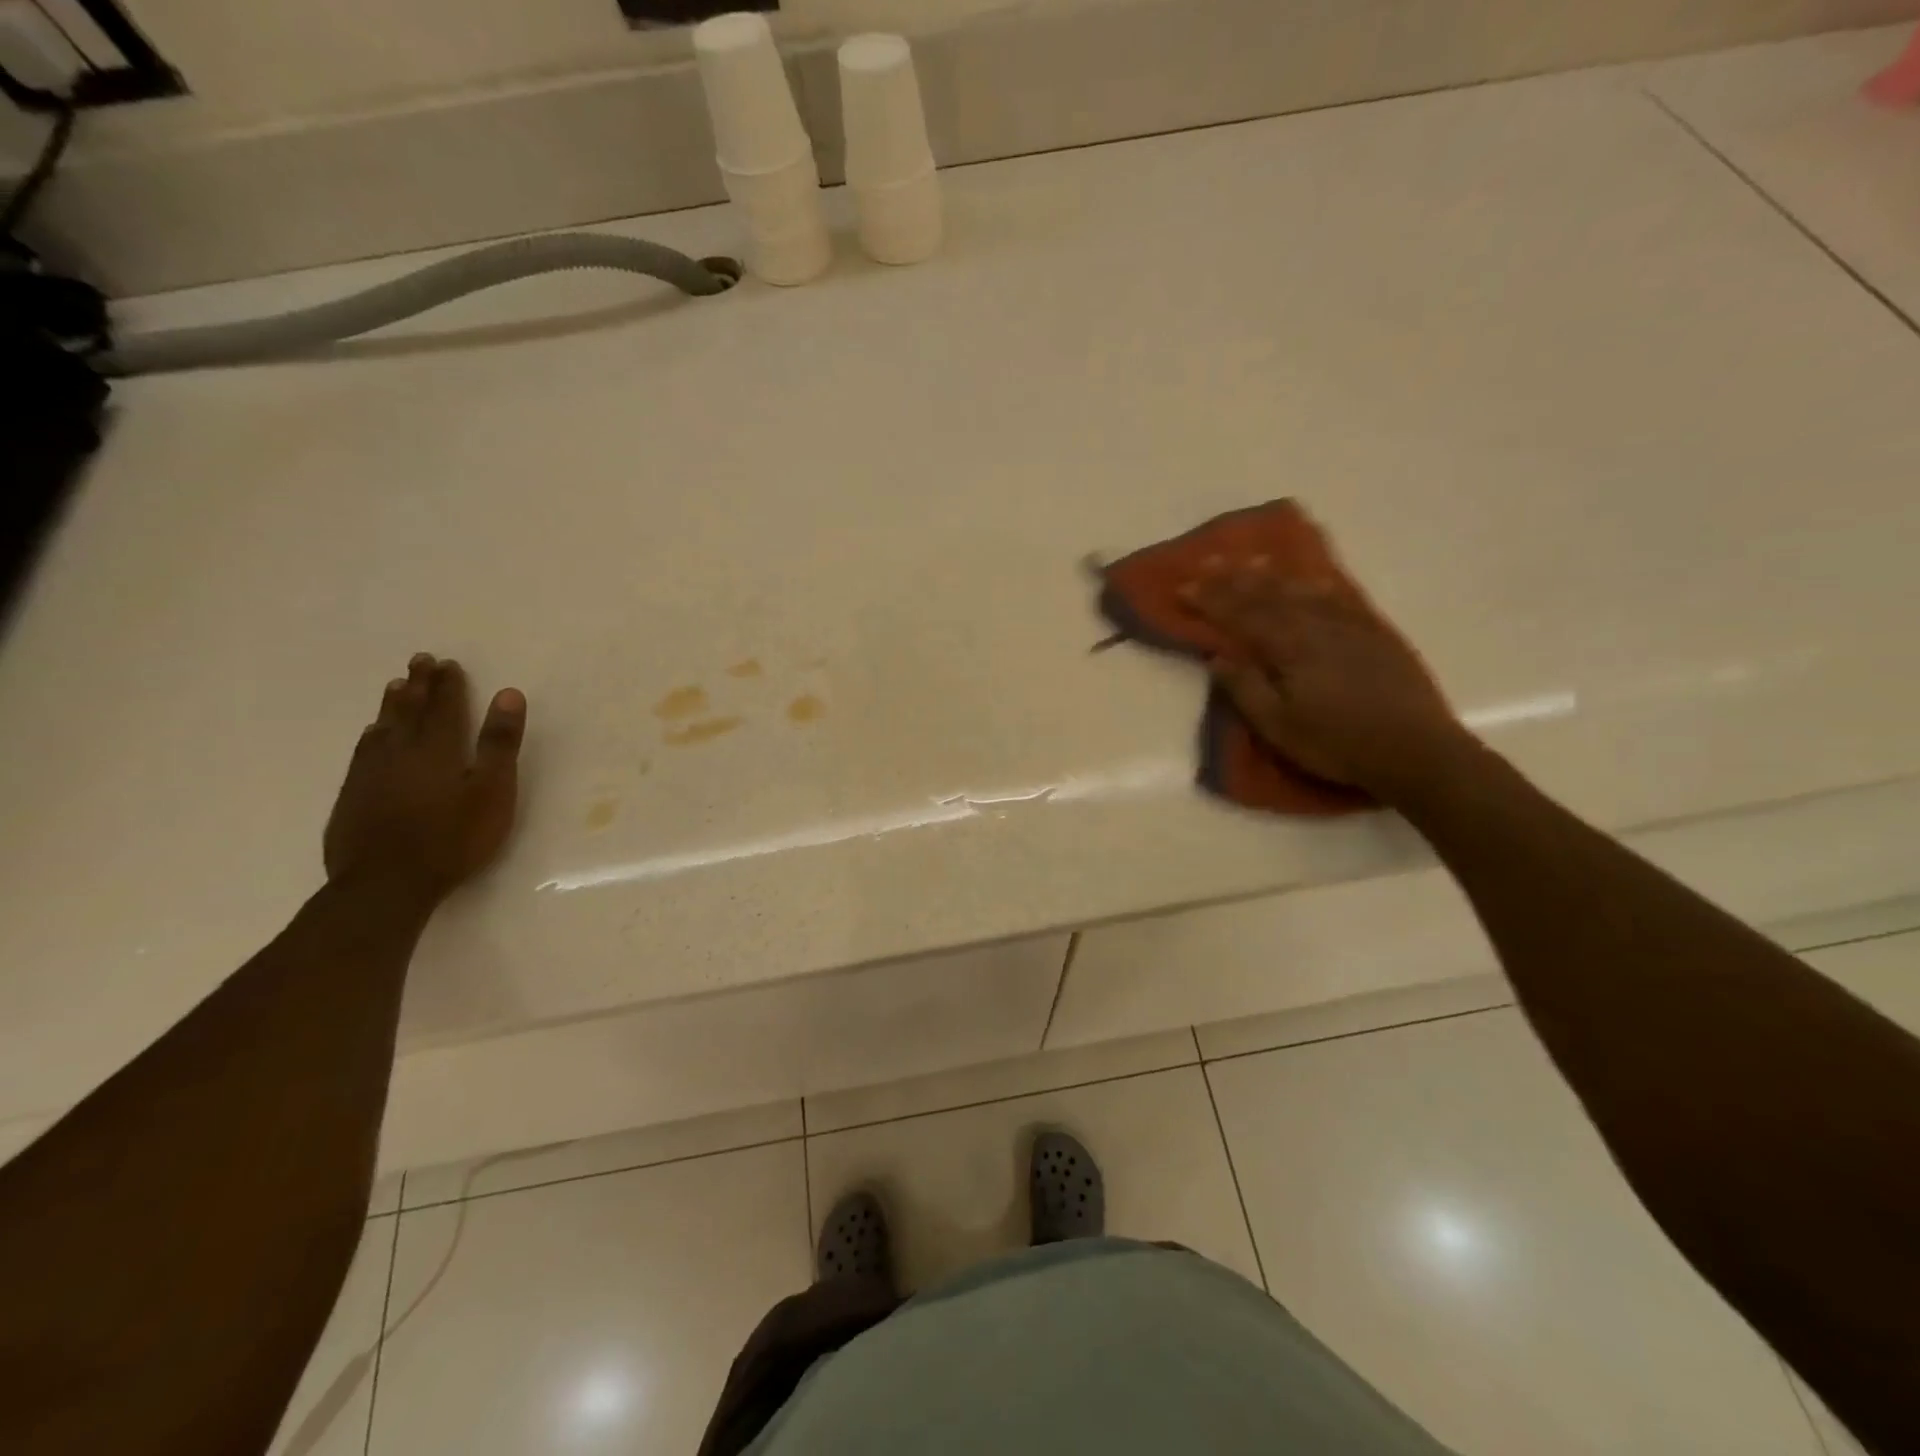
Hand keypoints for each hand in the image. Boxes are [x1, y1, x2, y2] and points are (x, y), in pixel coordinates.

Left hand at [324, 653, 526, 907]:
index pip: (444, 708)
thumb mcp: (492, 791)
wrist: (386, 885)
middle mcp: (400, 753)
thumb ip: (500, 743)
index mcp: (438, 750)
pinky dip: (371, 736)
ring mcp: (371, 775)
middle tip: (420, 661)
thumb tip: (508, 693)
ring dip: (392, 706)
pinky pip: (362, 753)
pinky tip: (371, 736)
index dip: (448, 685)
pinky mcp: (353, 798)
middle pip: (410, 711)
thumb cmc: (453, 838)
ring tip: (395, 687)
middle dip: (418, 685)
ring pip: (382, 729)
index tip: (448, 663)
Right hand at [1182, 570, 1467, 801]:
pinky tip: (1311, 580)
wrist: (1417, 750)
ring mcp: (1350, 626)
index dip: (1210, 600)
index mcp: (1290, 649)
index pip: (1241, 616)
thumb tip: (1216, 657)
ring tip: (1252, 559)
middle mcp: (1318, 626)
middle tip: (1210, 561)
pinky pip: (1340, 598)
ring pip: (1303, 590)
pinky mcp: (1376, 634)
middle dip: (1235, 578)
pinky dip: (1318, 584)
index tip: (1183, 587)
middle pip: (1269, 595)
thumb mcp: (1279, 727)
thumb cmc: (1337, 744)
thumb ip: (1246, 689)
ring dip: (1274, 574)